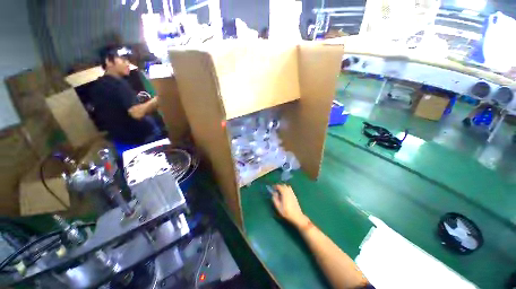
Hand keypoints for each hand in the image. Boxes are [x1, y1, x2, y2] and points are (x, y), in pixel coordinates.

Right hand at [272, 184, 308, 228]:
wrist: (297, 216)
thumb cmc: (286, 212)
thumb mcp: (278, 207)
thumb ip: (275, 199)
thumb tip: (274, 193)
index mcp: (285, 193)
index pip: (279, 186)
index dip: (275, 186)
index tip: (272, 188)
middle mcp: (289, 192)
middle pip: (284, 185)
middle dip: (279, 186)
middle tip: (276, 190)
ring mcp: (292, 193)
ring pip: (287, 187)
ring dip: (283, 187)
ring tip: (280, 192)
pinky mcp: (294, 196)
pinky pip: (290, 190)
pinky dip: (287, 189)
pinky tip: (285, 195)